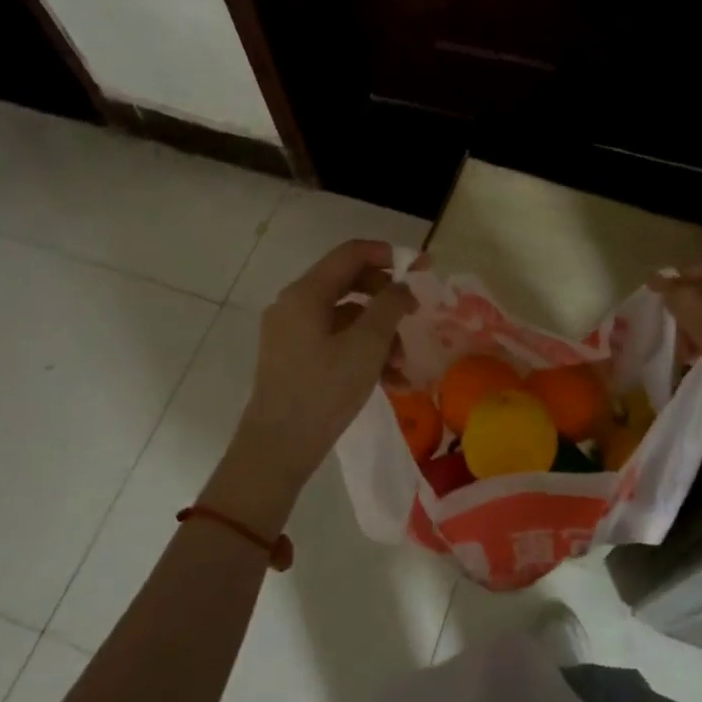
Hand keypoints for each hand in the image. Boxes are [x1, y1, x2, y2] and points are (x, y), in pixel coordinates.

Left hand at [208, 240, 415, 529]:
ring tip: (403, 365)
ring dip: (380, 333)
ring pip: (347, 316)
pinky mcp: (295, 357)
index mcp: (306, 293)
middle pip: (350, 283)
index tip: (424, 267)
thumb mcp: (367, 346)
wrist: (278, 448)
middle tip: (417, 314)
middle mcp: (295, 304)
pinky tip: (391, 380)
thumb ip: (389, 306)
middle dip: (387, 299)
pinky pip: (336, 340)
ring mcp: (292, 332)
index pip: (352, 253)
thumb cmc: (324, 391)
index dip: (391, 255)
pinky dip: (363, 351)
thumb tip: (402, 286)